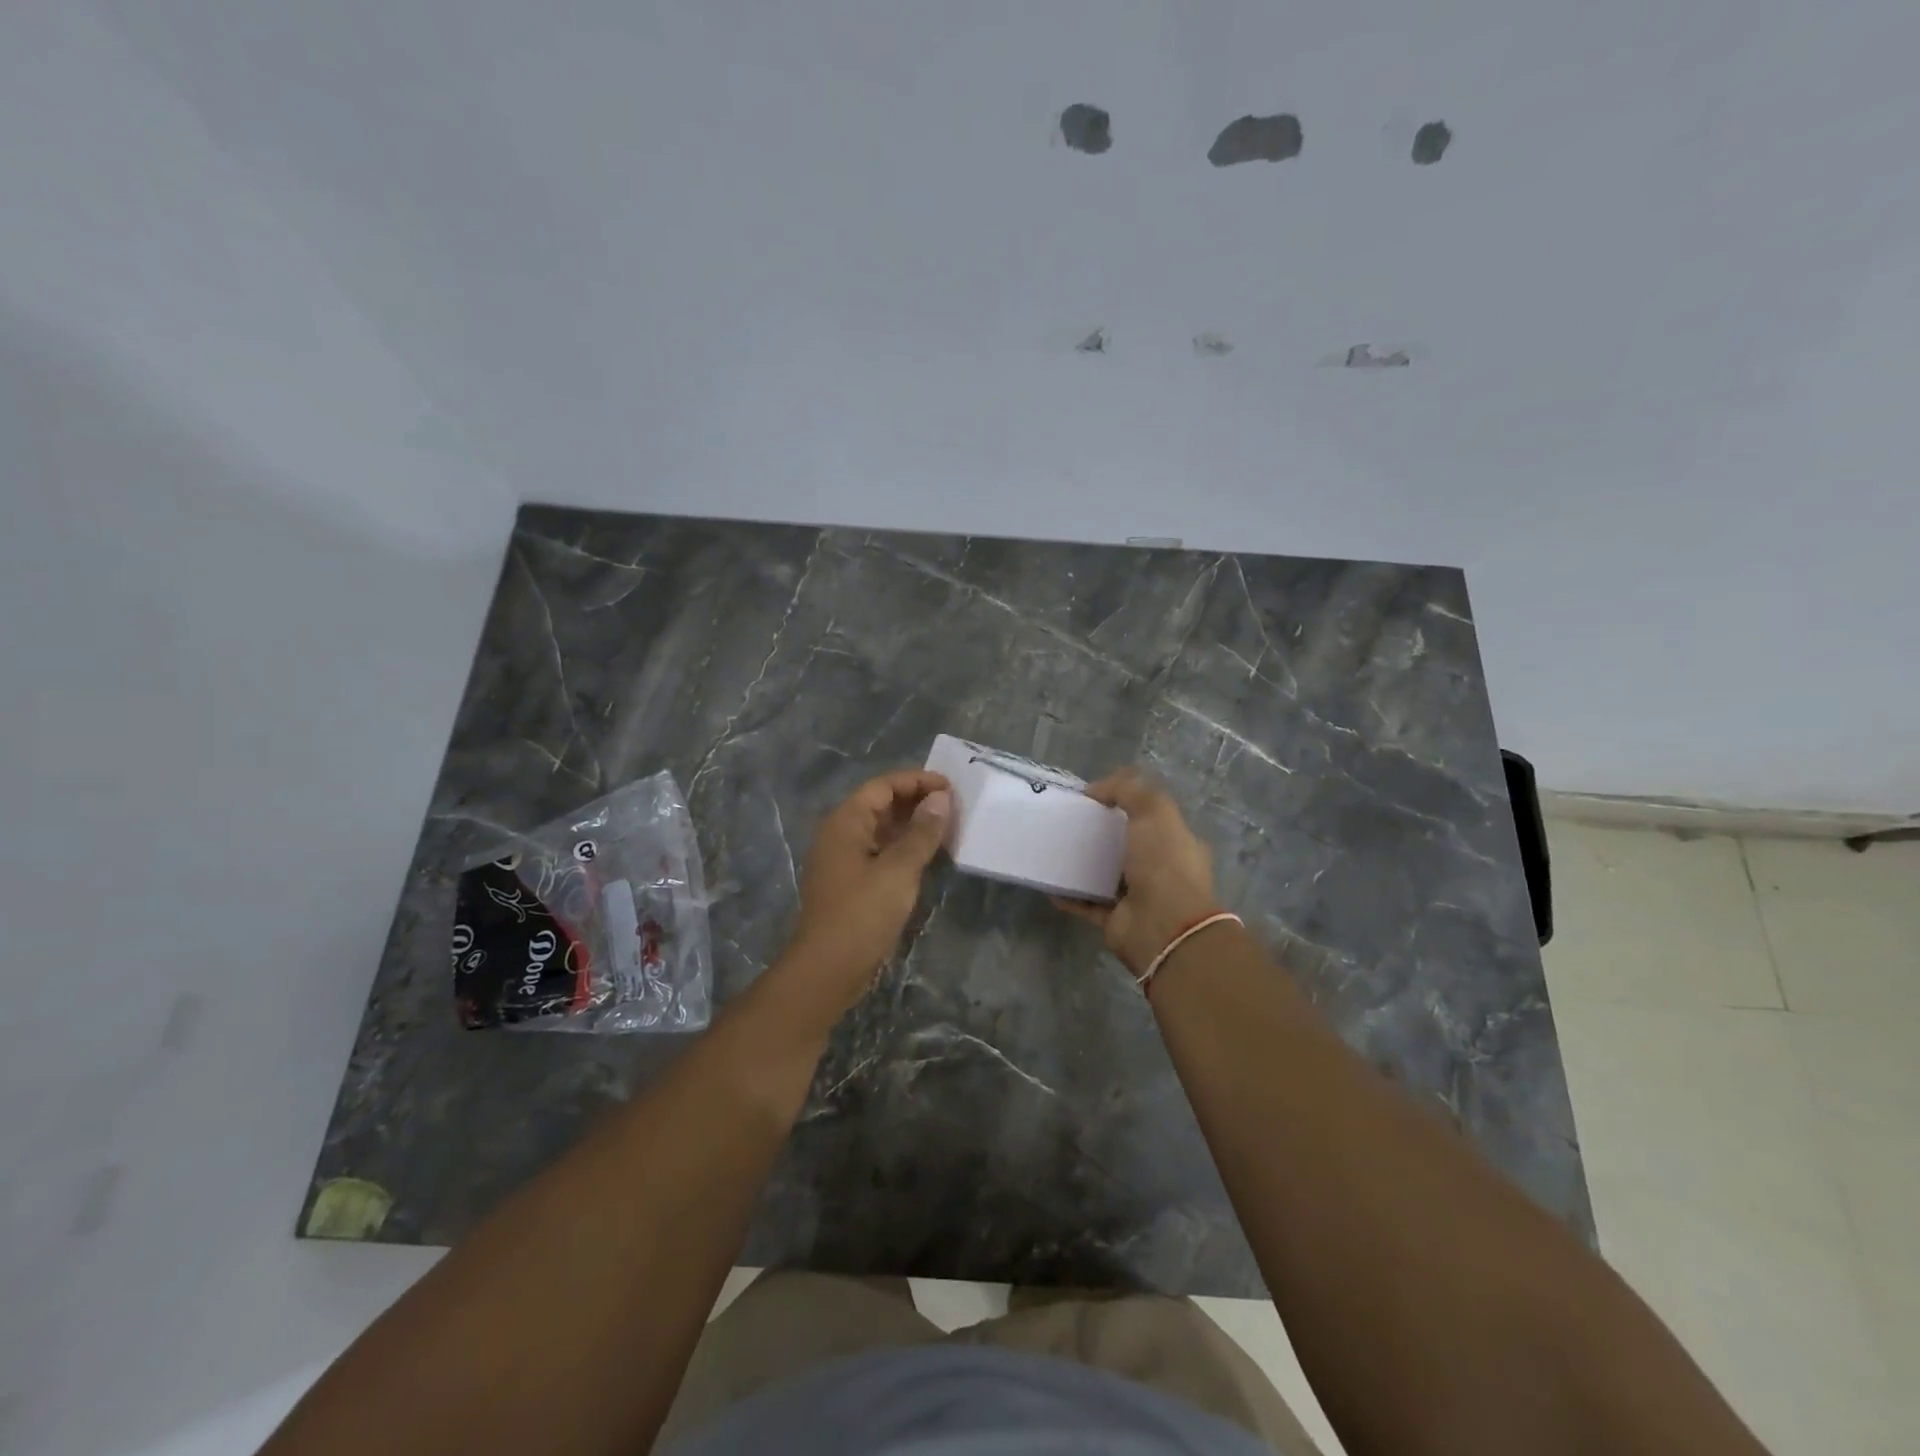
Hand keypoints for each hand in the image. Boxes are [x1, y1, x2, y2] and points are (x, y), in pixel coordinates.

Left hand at [782, 770, 951, 1010]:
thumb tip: (941, 798)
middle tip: (954, 807)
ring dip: (912, 826)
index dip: (917, 781)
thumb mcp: (899, 869)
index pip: (883, 786)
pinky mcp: (851, 884)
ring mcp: (844, 861)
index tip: (951, 787)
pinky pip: (880, 853)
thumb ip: (922, 832)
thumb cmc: (862, 913)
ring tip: (947, 828)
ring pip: (881, 830)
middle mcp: (840, 834)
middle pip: (880, 805)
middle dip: (916, 801)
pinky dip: (904, 849)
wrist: (828, 969)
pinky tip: (928, 857)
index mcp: (845, 822)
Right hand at [1054, 768, 1220, 977]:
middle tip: (1068, 821)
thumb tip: (1096, 789)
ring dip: (1082, 864)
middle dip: (1100, 834)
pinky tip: (1050, 882)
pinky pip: (1086, 904)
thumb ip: (1128, 789)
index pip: (1151, 817)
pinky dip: (1069, 895)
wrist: (1163, 926)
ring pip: (1104, 874)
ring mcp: (1138, 897)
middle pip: (1125, 845)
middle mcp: (1160, 869)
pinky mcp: (1114, 920)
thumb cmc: (1164, 864)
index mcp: (1176, 843)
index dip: (1125, 804)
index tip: (1093, 797)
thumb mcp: (1154, 811)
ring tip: (1054, 848)